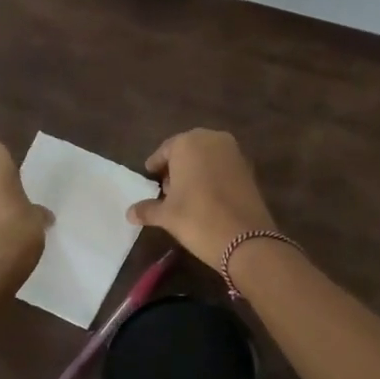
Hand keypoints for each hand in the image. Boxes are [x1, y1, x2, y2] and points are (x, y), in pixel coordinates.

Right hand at [127, 129, 277, 267]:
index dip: (156, 165)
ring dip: (195, 171)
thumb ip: (147, 209)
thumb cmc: (197, 219)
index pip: (165, 150)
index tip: (150, 177)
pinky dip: (213, 177)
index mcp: (188, 143)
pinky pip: (223, 167)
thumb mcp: (167, 215)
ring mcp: (234, 152)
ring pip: (207, 157)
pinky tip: (206, 198)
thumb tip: (130, 212)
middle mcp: (212, 139)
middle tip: (166, 188)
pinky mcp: (249, 168)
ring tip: (185, 195)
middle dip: (176, 167)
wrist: (246, 239)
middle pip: (188, 150)